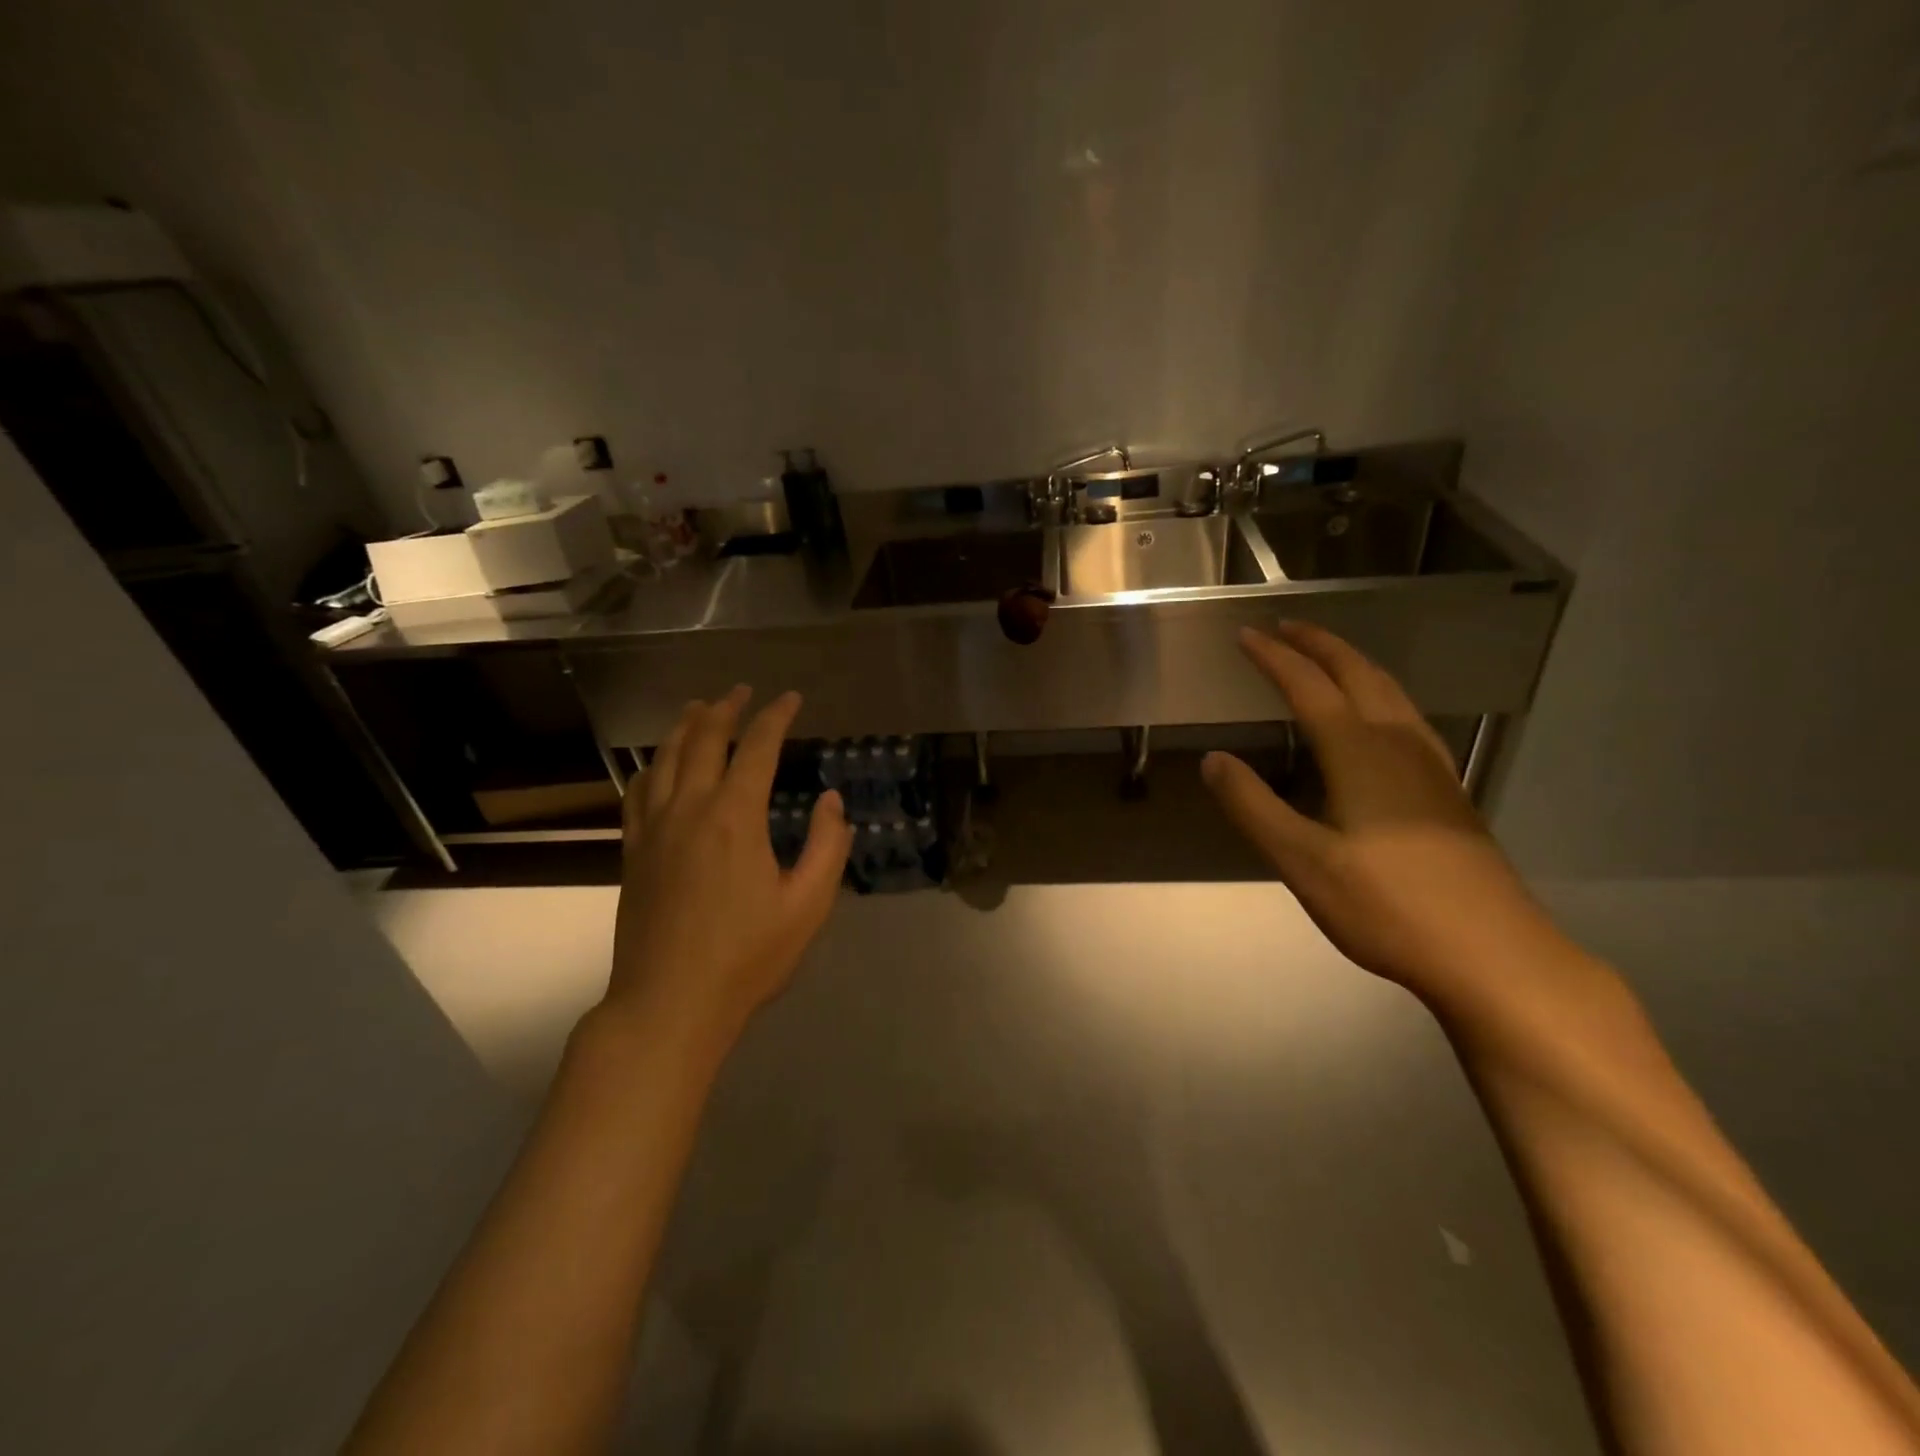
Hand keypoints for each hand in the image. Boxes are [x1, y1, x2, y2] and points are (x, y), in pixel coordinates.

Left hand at [604, 687, 851, 1057]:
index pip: (756, 747)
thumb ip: (827, 846)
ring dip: (684, 727)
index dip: (775, 717)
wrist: (669, 1003)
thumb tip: (831, 800)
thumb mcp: (808, 905)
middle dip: (726, 709)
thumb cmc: (747, 957)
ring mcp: (653, 828)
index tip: (791, 698)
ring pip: (664, 758)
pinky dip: (651, 766)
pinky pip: (637, 792)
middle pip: (703, 740)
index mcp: (735, 817)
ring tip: (699, 708)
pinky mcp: (633, 851)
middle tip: (742, 692)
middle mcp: (689, 808)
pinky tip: (657, 765)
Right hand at [1202, 622, 1563, 1004]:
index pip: (1309, 688)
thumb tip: (1214, 759)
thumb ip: (1253, 806)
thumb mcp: (1302, 862)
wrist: (1493, 955)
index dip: (1275, 659)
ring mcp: (1432, 768)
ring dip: (1354, 664)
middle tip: (1286, 627)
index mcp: (1359, 754)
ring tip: (1327, 656)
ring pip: (1391, 693)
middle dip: (1320, 646)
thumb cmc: (1387, 907)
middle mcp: (1398, 746)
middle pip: (1359, 675)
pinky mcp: (1448, 793)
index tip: (1246, 635)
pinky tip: (1380, 718)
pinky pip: (1408, 718)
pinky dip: (1380, 695)